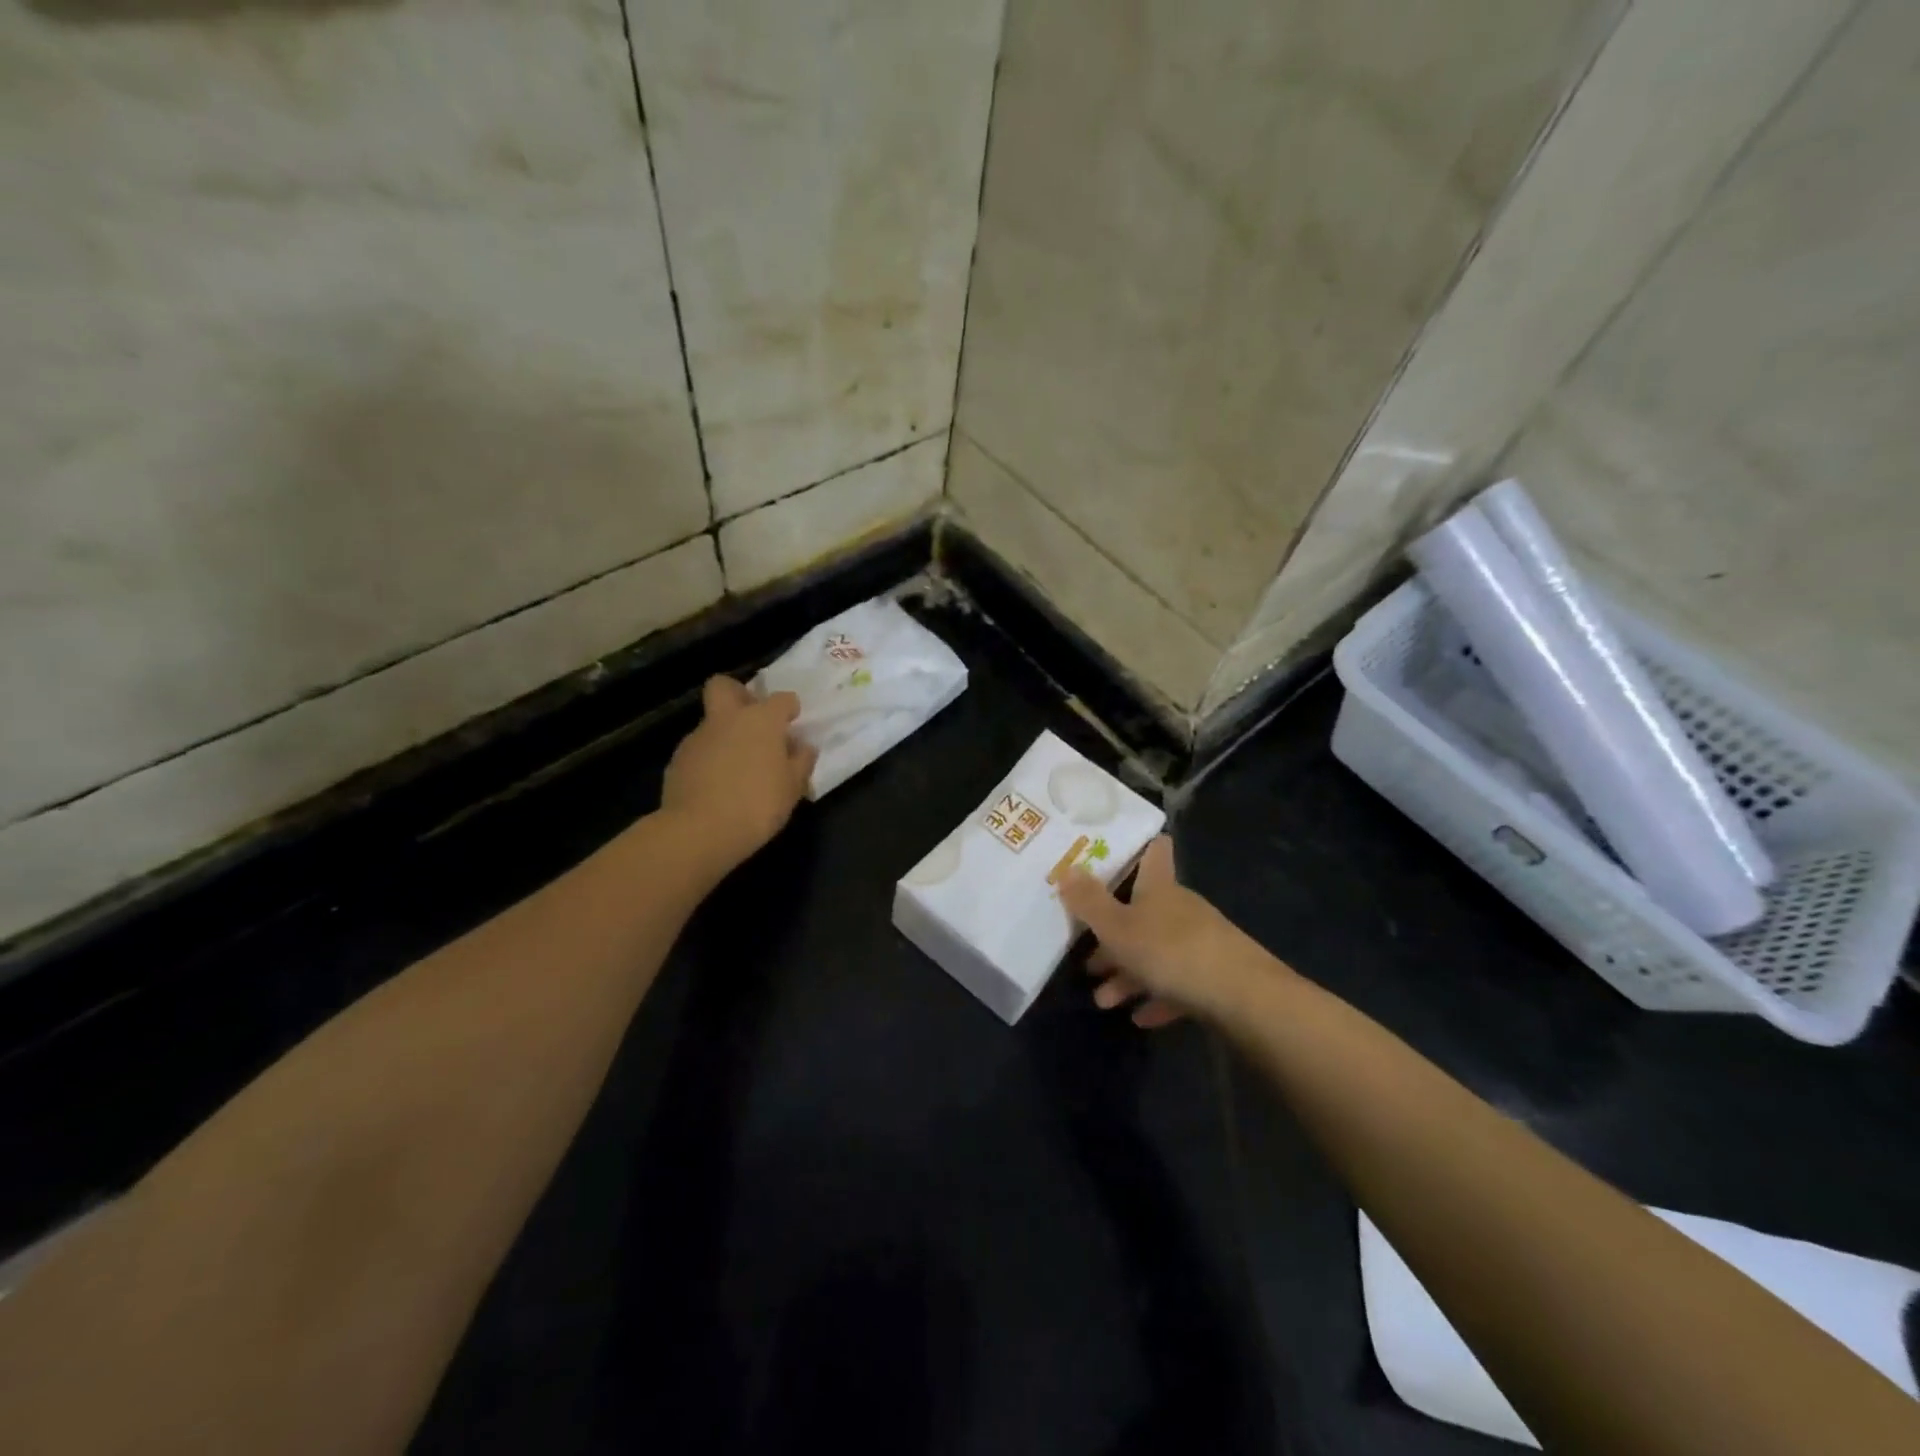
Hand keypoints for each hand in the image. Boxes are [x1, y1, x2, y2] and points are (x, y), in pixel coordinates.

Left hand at [661, 676, 816, 871]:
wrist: (699, 831)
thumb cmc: (757, 804)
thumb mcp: (793, 787)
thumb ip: (801, 762)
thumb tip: (803, 747)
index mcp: (761, 720)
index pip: (781, 699)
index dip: (789, 708)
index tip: (793, 722)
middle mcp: (727, 719)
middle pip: (725, 686)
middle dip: (738, 694)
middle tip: (752, 719)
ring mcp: (697, 738)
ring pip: (712, 723)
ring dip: (725, 735)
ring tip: (738, 767)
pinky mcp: (677, 760)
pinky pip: (699, 751)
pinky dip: (709, 760)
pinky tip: (718, 786)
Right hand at [1060, 836, 1274, 1027]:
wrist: (1243, 997)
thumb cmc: (1170, 952)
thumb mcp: (1117, 928)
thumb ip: (1089, 902)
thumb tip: (1067, 868)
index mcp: (1159, 889)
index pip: (1153, 854)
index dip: (1139, 848)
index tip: (1119, 851)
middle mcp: (1181, 909)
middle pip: (1144, 912)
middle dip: (1114, 934)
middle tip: (1087, 958)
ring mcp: (1202, 943)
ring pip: (1157, 952)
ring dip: (1129, 974)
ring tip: (1104, 1000)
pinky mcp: (1216, 976)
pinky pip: (1178, 983)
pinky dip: (1158, 997)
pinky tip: (1141, 1017)